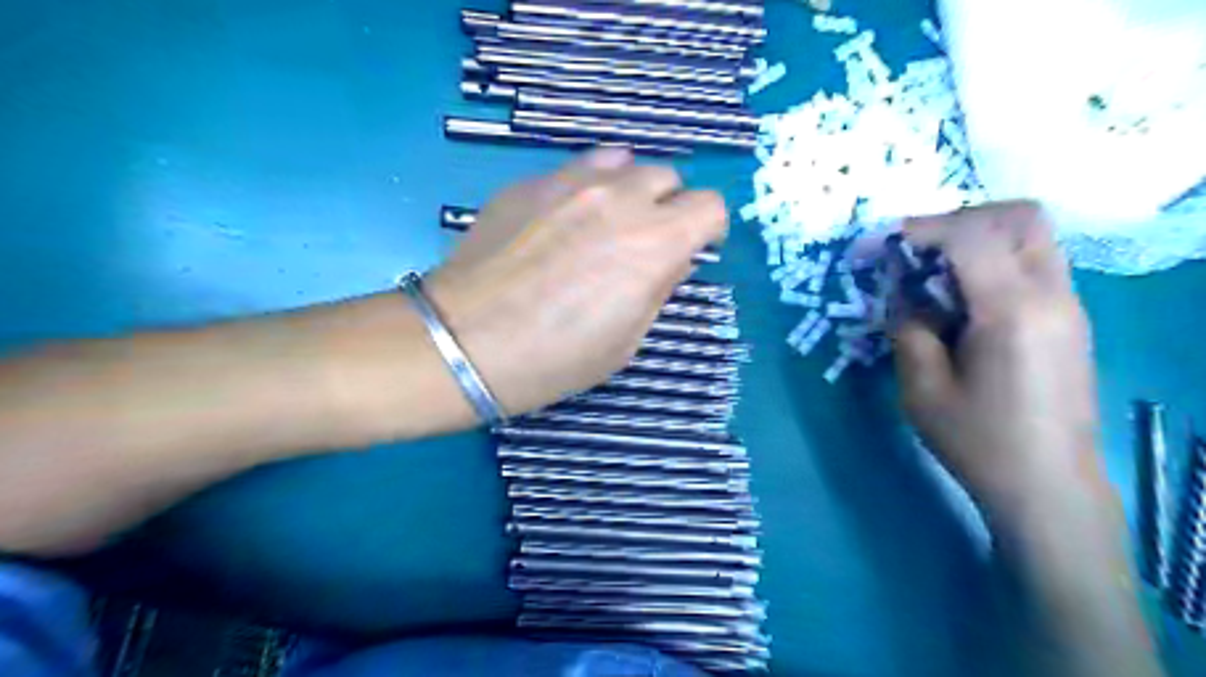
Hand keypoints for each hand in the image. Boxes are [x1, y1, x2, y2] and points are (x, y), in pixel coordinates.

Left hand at [426, 147, 724, 416]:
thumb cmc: (555, 358)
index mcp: (655, 243)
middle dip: (667, 206)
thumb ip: (658, 288)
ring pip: (621, 162)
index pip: (710, 206)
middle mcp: (619, 198)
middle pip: (667, 176)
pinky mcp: (528, 182)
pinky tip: (558, 223)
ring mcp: (569, 182)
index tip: (694, 247)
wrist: (466, 343)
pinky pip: (573, 169)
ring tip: (603, 223)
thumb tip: (671, 258)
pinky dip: (583, 189)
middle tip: (644, 240)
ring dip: (626, 189)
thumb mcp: (627, 341)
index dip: (708, 228)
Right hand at [888, 201, 1099, 522]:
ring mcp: (1069, 306)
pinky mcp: (1069, 320)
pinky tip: (957, 298)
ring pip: (1029, 235)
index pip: (969, 235)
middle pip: (1017, 216)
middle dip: (955, 220)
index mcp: (1013, 311)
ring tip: (929, 273)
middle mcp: (1053, 295)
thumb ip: (908, 327)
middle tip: (911, 250)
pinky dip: (991, 261)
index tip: (874, 248)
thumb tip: (902, 293)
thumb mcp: (921, 388)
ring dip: (975, 239)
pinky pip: (1032, 263)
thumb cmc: (979, 443)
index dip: (915, 230)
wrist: (1049, 488)